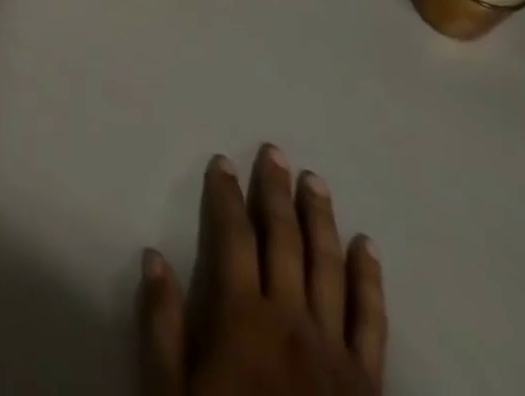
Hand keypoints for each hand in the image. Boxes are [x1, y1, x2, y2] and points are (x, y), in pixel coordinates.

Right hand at [139, 147, 385, 394]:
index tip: (222, 162)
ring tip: (314, 181)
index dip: (226, 195)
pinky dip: (369, 278)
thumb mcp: (171, 394)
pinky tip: (366, 246)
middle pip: (283, 239)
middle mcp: (290, 320)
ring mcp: (333, 349)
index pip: (233, 236)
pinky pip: (371, 320)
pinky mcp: (368, 380)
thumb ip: (161, 327)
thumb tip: (153, 257)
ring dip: (320, 218)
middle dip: (275, 191)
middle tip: (274, 151)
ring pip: (327, 266)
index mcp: (242, 318)